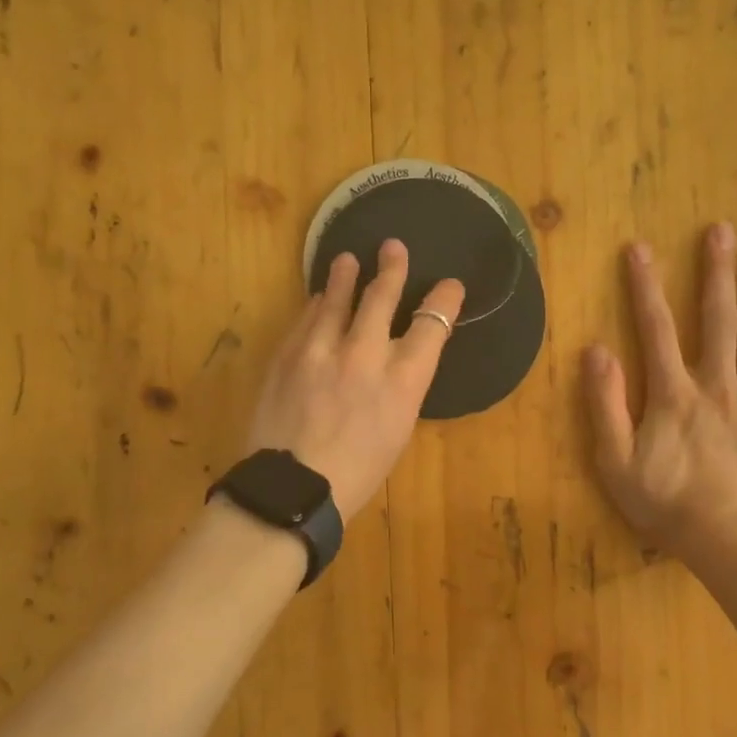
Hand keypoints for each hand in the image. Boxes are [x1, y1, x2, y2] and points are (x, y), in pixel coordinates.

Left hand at [247, 240, 464, 521]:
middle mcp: (365, 355)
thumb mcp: (398, 431)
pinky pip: (305, 319)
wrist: (293, 489)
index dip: (445, 300)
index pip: (433, 324)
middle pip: (382, 297)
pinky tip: (316, 299)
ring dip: (344, 276)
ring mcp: (321, 350)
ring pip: (336, 299)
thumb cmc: (357, 473)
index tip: (449, 286)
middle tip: (392, 247)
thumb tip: (396, 358)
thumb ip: (401, 386)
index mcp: (403, 381)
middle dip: (391, 268)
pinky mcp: (287, 355)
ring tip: (347, 260)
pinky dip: (315, 306)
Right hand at [585, 224, 736, 563]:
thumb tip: (596, 351)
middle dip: (715, 274)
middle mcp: (716, 385)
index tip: (639, 248)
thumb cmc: (665, 502)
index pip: (655, 329)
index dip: (644, 287)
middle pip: (716, 321)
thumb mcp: (615, 461)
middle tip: (721, 231)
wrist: (727, 540)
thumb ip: (605, 405)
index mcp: (672, 394)